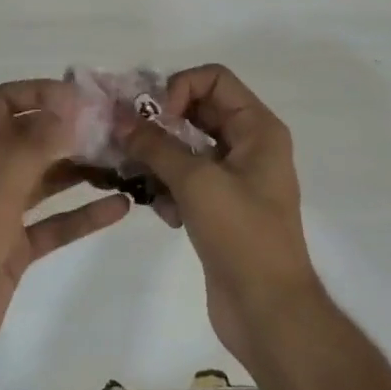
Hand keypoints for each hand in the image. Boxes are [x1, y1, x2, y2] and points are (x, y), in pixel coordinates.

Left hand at [0, 79, 129, 389]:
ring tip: (125, 161)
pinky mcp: (12, 249)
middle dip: (70, 132)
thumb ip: (36, 144)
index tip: (87, 98)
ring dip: (80, 170)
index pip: (5, 102)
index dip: (43, 93)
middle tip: (117, 129)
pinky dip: (82, 215)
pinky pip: (53, 222)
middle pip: (29, 139)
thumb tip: (71, 104)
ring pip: (45, 179)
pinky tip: (119, 207)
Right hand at [114, 65, 319, 372]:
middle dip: (161, 123)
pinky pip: (186, 179)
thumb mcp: (197, 182)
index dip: (180, 87)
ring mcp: (234, 177)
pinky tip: (163, 213)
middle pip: (197, 110)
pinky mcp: (219, 207)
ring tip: (137, 178)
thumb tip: (121, 119)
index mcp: (257, 128)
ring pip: (187, 147)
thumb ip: (156, 145)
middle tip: (127, 138)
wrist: (269, 312)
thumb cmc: (242, 235)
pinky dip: (169, 188)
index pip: (214, 78)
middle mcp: (248, 145)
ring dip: (159, 158)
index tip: (157, 118)